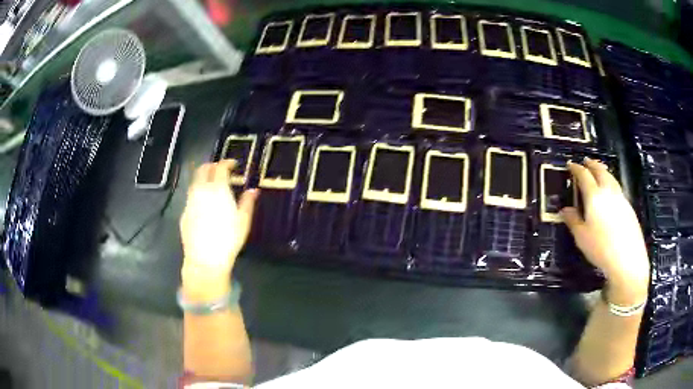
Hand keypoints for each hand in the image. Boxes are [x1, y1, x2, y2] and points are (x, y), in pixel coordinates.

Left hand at [180, 160, 258, 300]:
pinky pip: (191, 197)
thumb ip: (248, 202)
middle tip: (220, 170)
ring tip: (211, 186)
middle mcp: (201, 190)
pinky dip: (198, 194)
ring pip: (195, 182)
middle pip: (203, 169)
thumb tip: (253, 190)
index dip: (227, 162)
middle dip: (212, 165)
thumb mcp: (243, 221)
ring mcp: (190, 201)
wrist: (205, 259)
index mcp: (217, 189)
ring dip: (203, 179)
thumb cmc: (228, 239)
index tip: (234, 164)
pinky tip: (204, 205)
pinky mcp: (184, 212)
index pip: (221, 167)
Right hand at [560, 159, 649, 303]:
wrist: (627, 259)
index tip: (570, 165)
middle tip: (585, 161)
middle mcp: (608, 192)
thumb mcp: (582, 237)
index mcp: (594, 196)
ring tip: (599, 171)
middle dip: (592, 164)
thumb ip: (573, 221)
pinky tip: (610, 191)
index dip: (576, 168)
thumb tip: (565, 210)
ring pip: (611, 177)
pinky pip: (617, 187)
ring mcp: (620, 198)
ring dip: (603, 171)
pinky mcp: (629, 207)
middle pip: (600, 171)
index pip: (584, 176)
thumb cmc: (601, 248)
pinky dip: (611, 182)